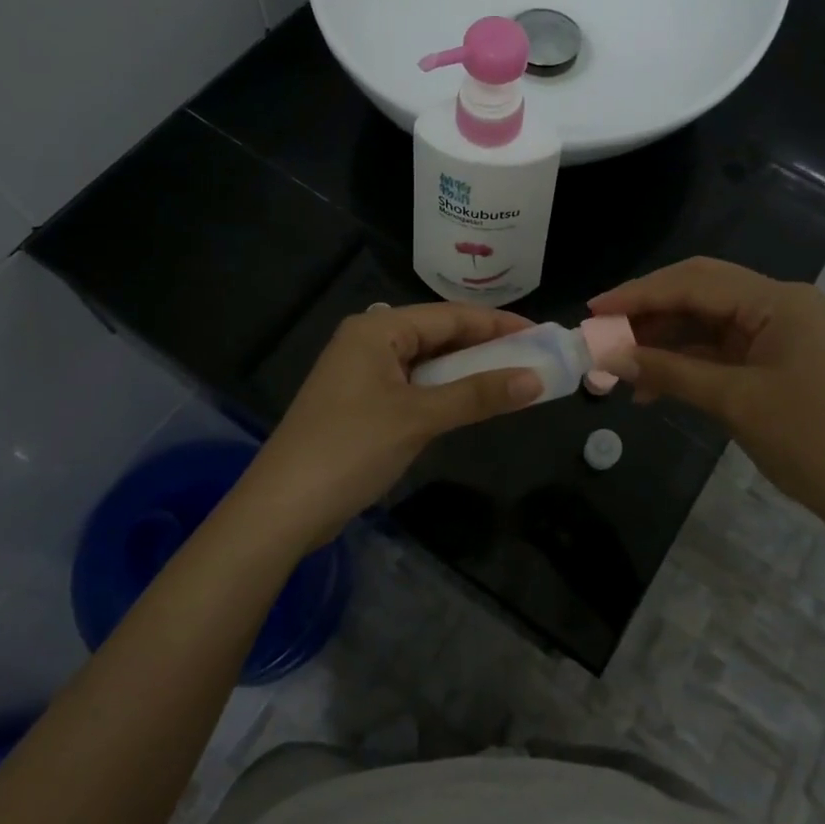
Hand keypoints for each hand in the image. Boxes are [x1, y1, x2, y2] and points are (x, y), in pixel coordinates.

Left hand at [233, 302, 542, 550]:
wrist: (282, 508)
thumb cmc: (351, 448)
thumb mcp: (419, 418)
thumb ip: (478, 394)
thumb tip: (535, 379)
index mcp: (378, 329)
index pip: (451, 315)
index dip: (498, 324)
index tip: (541, 334)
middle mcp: (369, 340)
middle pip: (439, 334)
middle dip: (485, 346)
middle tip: (533, 357)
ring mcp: (362, 372)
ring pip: (427, 362)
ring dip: (467, 371)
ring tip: (512, 377)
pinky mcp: (360, 402)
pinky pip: (413, 385)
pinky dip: (444, 391)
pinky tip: (470, 401)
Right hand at [590, 257, 824, 528]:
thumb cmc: (811, 441)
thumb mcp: (733, 402)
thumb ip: (669, 372)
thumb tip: (609, 358)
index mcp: (778, 301)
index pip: (695, 282)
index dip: (640, 294)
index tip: (594, 309)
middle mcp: (778, 304)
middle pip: (699, 293)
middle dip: (648, 312)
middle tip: (602, 331)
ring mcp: (778, 332)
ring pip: (705, 322)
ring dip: (663, 341)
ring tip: (619, 365)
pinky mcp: (774, 360)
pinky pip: (719, 350)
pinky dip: (685, 363)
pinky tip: (651, 384)